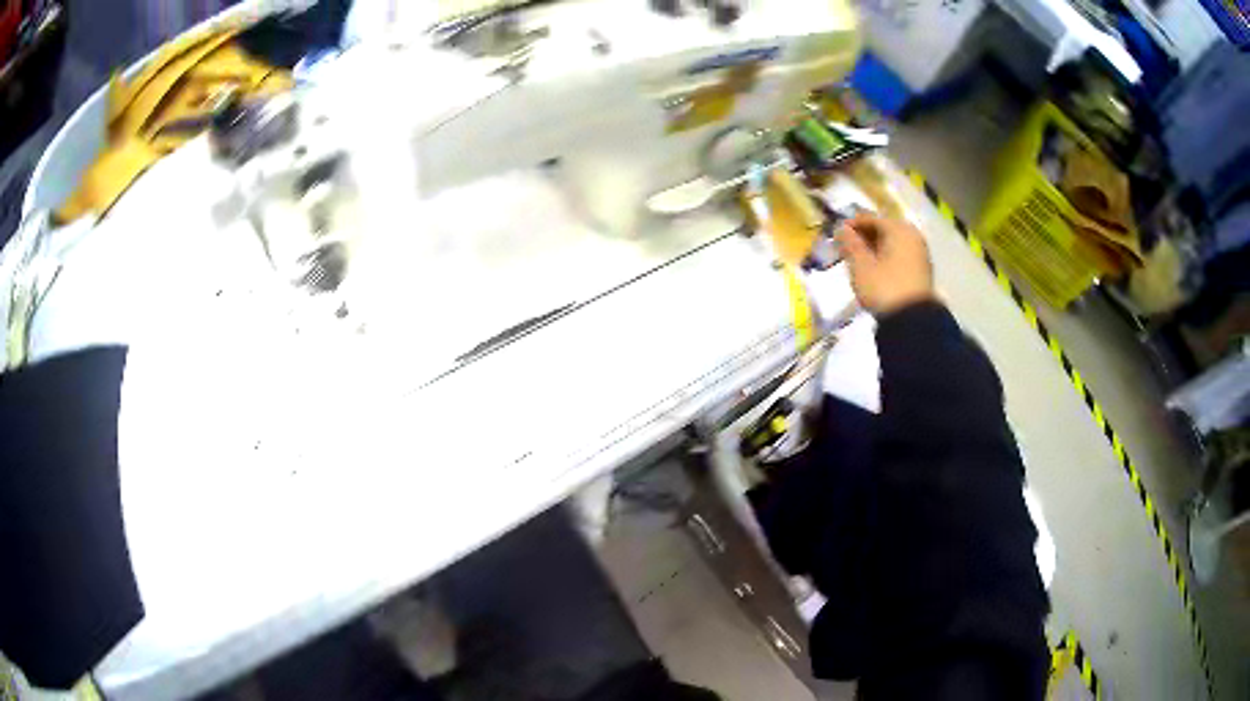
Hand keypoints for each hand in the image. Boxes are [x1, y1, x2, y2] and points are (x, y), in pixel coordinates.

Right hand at [835, 213, 933, 314]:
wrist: (913, 320)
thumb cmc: (884, 287)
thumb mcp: (860, 266)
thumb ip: (850, 244)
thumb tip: (842, 228)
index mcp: (898, 229)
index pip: (871, 219)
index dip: (852, 225)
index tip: (837, 234)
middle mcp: (912, 235)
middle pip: (884, 230)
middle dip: (865, 237)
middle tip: (847, 248)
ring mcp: (920, 253)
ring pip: (893, 243)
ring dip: (875, 248)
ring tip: (859, 260)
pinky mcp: (922, 270)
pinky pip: (900, 255)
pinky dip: (887, 258)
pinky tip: (876, 269)